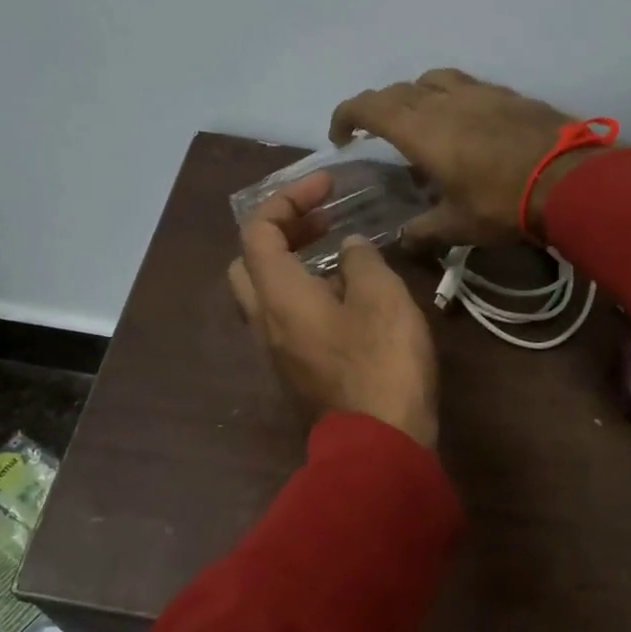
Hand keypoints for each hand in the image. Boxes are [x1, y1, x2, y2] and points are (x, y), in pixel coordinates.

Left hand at [227, 171, 438, 448]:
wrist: (379, 444)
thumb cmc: (381, 363)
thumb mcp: (382, 297)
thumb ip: (361, 261)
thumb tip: (348, 250)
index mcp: (278, 295)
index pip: (258, 230)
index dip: (288, 198)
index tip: (327, 187)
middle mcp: (265, 321)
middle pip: (248, 262)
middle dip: (280, 232)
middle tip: (321, 222)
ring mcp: (278, 351)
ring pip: (266, 294)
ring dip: (293, 265)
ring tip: (340, 255)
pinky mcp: (297, 371)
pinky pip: (287, 319)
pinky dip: (305, 294)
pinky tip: (347, 297)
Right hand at [329, 68, 597, 249]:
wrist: (570, 180)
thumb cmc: (503, 204)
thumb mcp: (457, 226)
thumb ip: (423, 231)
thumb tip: (402, 240)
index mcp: (421, 130)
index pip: (368, 107)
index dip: (346, 115)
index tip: (340, 137)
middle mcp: (443, 101)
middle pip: (397, 91)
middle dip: (377, 109)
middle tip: (375, 135)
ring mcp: (477, 91)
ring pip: (431, 80)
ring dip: (414, 96)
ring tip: (418, 123)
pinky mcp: (505, 93)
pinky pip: (463, 84)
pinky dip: (448, 97)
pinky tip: (461, 122)